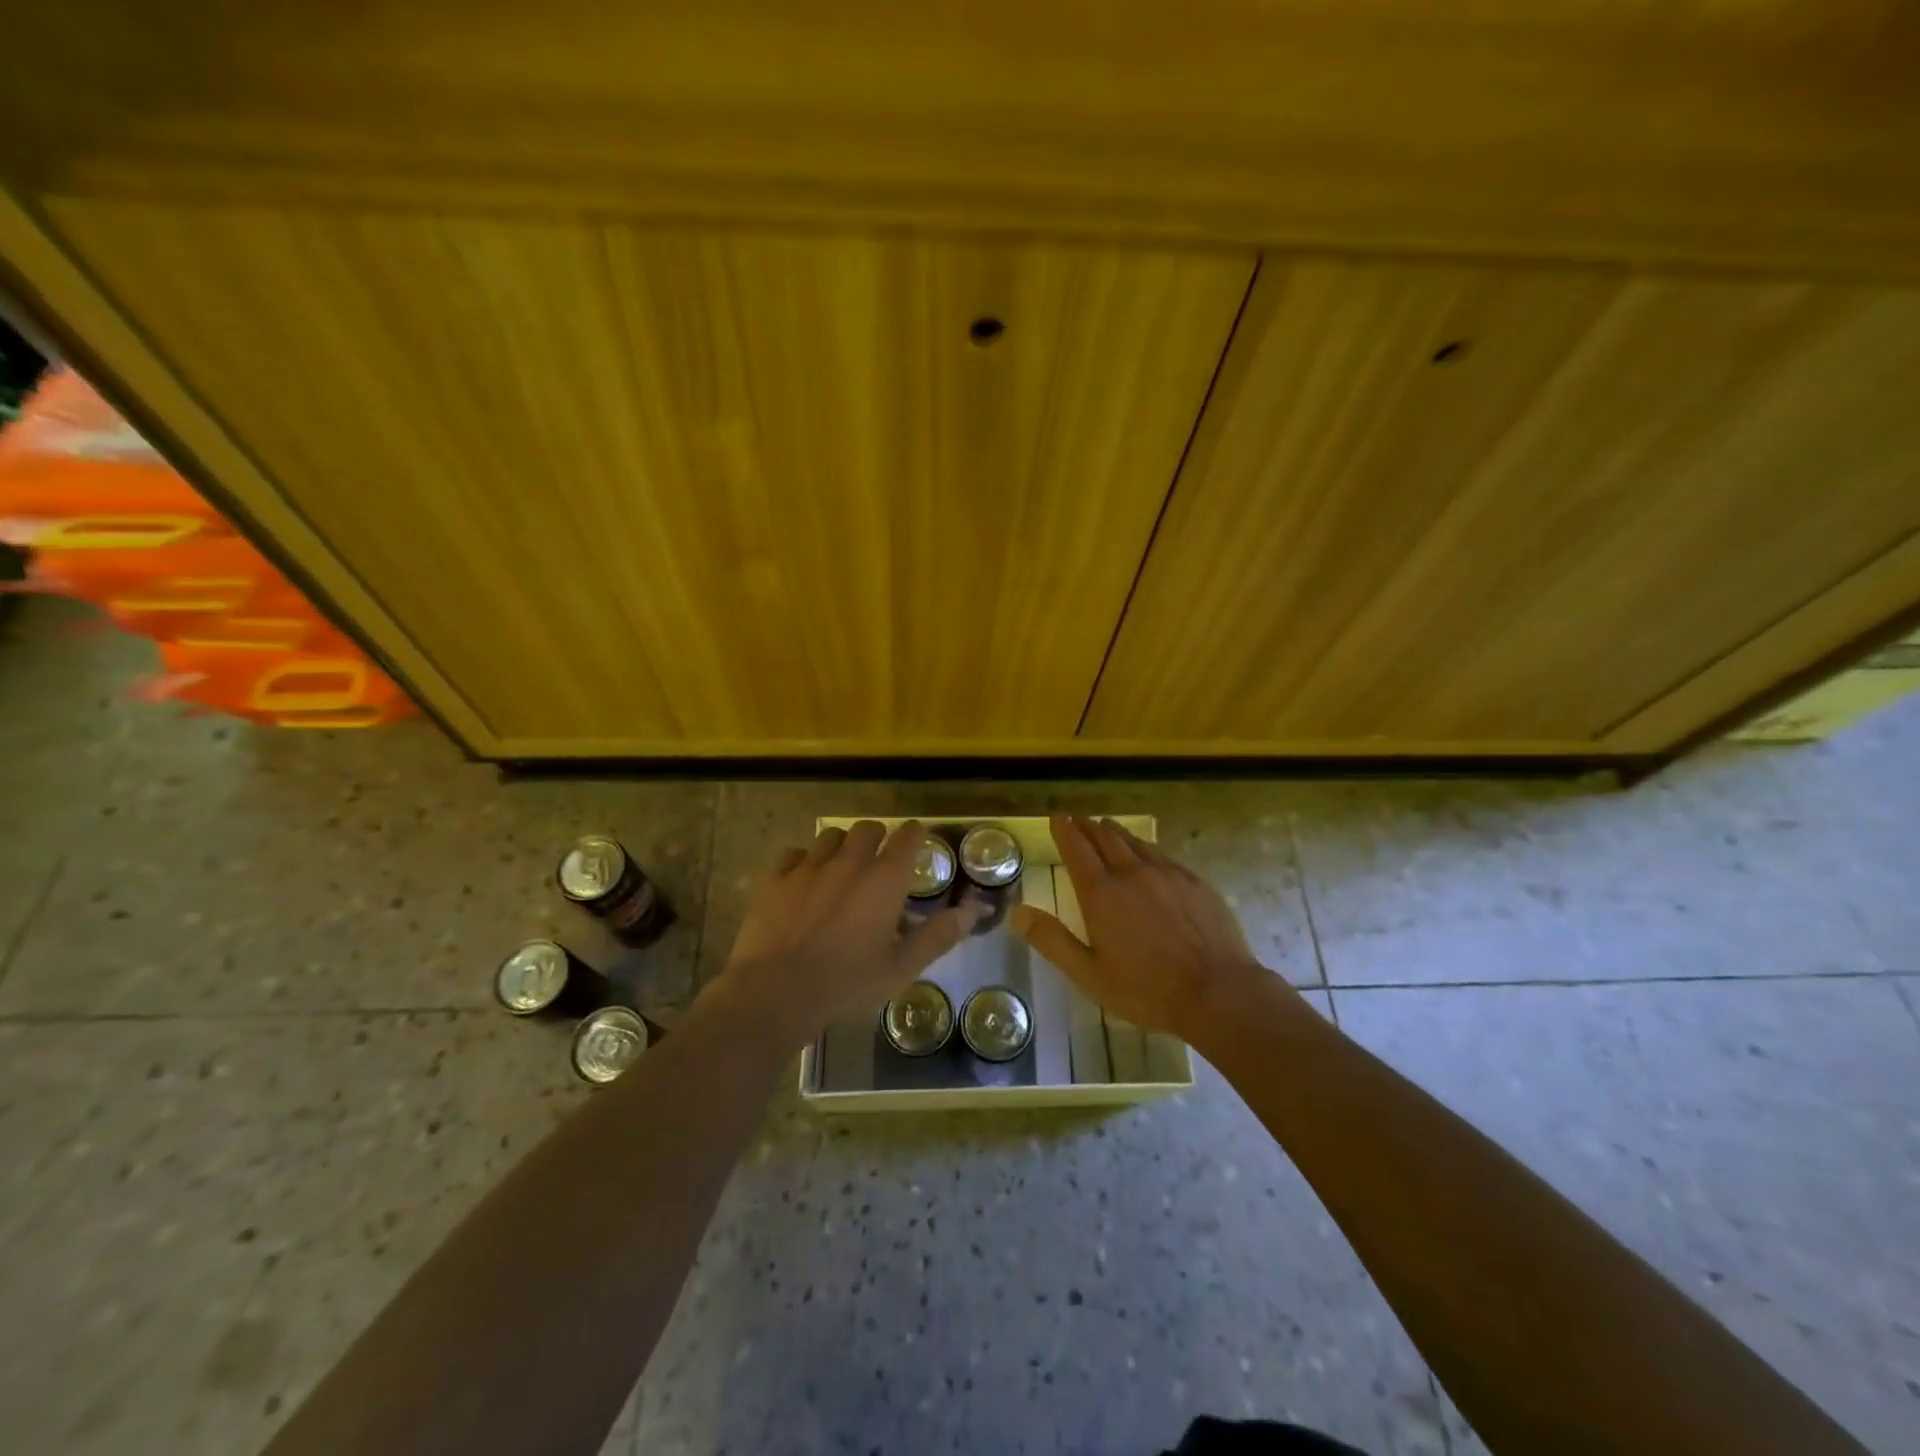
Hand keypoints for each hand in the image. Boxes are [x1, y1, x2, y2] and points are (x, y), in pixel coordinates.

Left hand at [712, 820, 974, 1043]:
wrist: (776, 993)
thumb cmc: (848, 983)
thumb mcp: (902, 967)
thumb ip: (939, 934)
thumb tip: (974, 908)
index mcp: (884, 879)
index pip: (908, 836)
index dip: (916, 834)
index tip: (918, 841)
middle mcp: (849, 862)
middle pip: (868, 829)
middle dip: (879, 837)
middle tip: (881, 859)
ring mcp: (808, 867)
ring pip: (831, 836)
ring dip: (842, 845)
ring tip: (843, 868)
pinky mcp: (776, 879)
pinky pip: (794, 854)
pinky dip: (805, 861)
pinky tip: (805, 881)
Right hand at [1009, 813, 1283, 1042]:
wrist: (1218, 991)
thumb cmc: (1146, 989)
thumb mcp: (1088, 974)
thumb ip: (1052, 940)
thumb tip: (1016, 912)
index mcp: (1102, 893)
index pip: (1077, 849)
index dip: (1065, 830)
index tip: (1057, 817)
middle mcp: (1132, 873)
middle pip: (1106, 838)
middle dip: (1088, 826)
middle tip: (1079, 819)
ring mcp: (1167, 874)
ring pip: (1136, 842)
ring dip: (1116, 832)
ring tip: (1107, 826)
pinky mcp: (1194, 882)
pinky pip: (1162, 854)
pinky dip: (1146, 847)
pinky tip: (1148, 853)